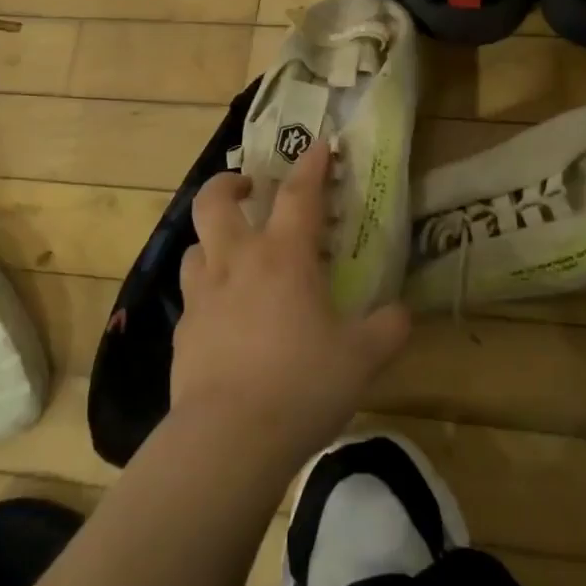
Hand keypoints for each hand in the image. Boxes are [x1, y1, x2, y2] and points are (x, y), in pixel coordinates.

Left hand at [171, 143, 410, 468]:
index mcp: (284, 257)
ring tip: (232, 252)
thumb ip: (388, 328)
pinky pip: (192, 296)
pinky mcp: (182, 332)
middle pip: (215, 202)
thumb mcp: (362, 358)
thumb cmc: (301, 385)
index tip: (319, 145)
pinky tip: (223, 316)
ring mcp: (203, 296)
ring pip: (195, 245)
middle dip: (229, 184)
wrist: (227, 440)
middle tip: (247, 186)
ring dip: (212, 239)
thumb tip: (402, 313)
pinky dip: (207, 292)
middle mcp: (237, 262)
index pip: (298, 193)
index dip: (311, 165)